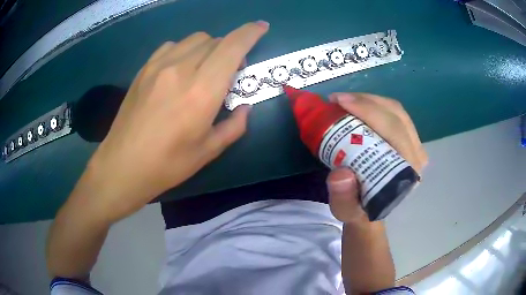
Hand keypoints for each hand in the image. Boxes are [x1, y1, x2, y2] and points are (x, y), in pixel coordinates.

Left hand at [82, 22, 268, 221]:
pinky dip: (185, 50)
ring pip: (194, 39)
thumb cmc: (167, 164)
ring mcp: (158, 66)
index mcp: (202, 91)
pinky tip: (180, 69)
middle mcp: (181, 69)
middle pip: (215, 40)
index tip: (262, 27)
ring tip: (204, 69)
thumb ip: (235, 126)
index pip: (232, 47)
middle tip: (229, 72)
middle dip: (230, 48)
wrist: (123, 165)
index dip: (251, 32)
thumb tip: (244, 108)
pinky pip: (172, 46)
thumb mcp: (208, 151)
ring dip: (208, 48)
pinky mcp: (144, 69)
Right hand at [325, 93, 427, 222]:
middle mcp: (417, 157)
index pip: (394, 131)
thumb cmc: (359, 209)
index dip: (368, 111)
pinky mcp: (410, 140)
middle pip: (396, 115)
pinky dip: (375, 104)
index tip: (339, 103)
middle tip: (337, 99)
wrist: (370, 210)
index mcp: (406, 173)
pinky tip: (358, 105)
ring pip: (397, 110)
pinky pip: (395, 113)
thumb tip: (341, 174)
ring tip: (345, 100)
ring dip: (370, 100)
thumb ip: (343, 198)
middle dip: (366, 101)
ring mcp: (416, 146)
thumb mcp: (345, 210)